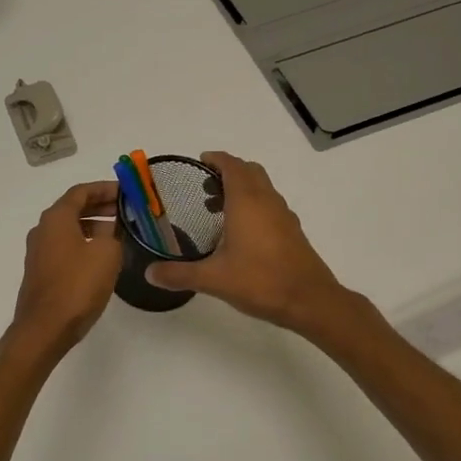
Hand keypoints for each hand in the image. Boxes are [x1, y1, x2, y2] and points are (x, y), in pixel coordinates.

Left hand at [9, 180, 122, 352]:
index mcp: (56, 218)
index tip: (126, 192)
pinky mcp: (40, 271)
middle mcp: (43, 229)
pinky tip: (101, 256)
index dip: (105, 188)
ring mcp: (39, 251)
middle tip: (126, 211)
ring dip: (93, 225)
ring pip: (69, 228)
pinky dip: (83, 243)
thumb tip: (111, 227)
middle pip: (73, 208)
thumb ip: (113, 233)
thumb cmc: (77, 285)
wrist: (44, 328)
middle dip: (100, 206)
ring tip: (119, 233)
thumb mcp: (106, 253)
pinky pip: (65, 247)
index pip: (81, 191)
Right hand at [145, 152, 350, 333]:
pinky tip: (241, 233)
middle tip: (205, 187)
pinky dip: (254, 206)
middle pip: (250, 171)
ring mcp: (284, 216)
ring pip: (263, 188)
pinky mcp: (292, 232)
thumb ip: (179, 274)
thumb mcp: (213, 279)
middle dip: (228, 172)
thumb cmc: (260, 281)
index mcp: (247, 202)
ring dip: (242, 189)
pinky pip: (270, 206)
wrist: (310, 301)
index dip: (216, 159)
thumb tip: (149, 273)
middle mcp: (267, 201)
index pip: (232, 165)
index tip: (199, 161)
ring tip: (218, 210)